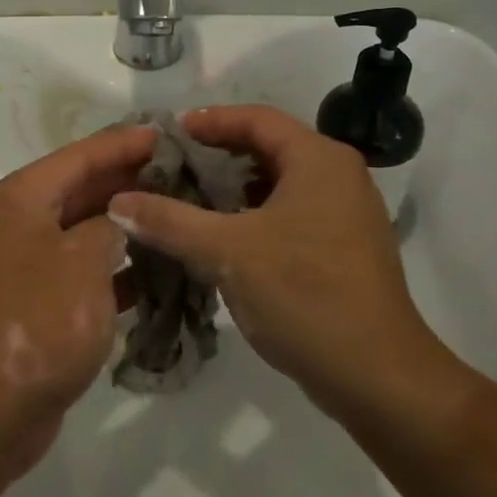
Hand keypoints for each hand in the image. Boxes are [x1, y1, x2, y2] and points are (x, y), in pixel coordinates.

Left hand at [0, 122, 155, 479]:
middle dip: (126, 182)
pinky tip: (150, 271)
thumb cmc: (36, 323)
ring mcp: (16, 264)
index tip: (167, 133)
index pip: (80, 155)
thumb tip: (122, 215)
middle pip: (77, 189)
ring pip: (78, 232)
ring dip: (120, 226)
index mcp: (17, 199)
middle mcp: (11, 222)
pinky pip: (73, 270)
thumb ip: (111, 226)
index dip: (125, 143)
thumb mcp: (84, 263)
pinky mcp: (26, 303)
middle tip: (179, 173)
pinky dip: (107, 268)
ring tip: (171, 214)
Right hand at [108, 105, 446, 415]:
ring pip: (281, 182)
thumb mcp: (227, 252)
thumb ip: (170, 221)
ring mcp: (348, 213)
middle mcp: (339, 176)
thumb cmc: (305, 295)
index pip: (257, 119)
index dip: (212, 121)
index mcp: (318, 160)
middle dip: (220, 155)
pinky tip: (226, 238)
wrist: (378, 377)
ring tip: (192, 200)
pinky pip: (293, 212)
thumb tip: (118, 202)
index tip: (170, 132)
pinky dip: (257, 214)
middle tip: (175, 166)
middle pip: (270, 147)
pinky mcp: (346, 248)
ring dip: (237, 187)